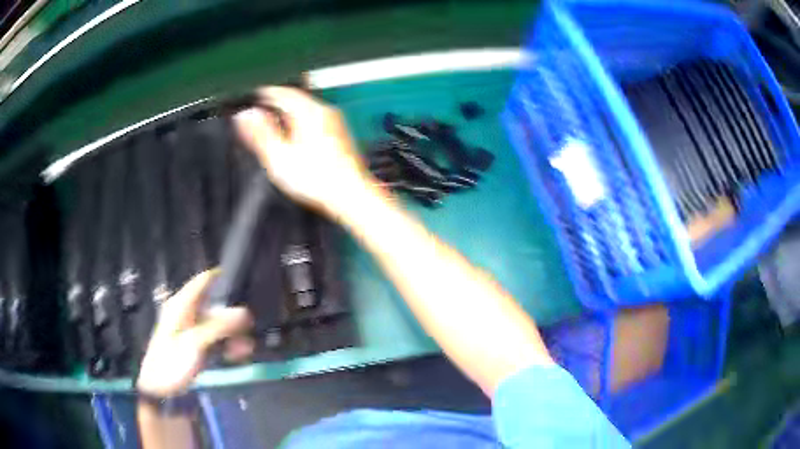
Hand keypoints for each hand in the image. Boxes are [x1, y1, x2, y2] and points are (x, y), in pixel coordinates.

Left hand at [136, 270, 252, 397]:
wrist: (162, 389)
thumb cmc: (172, 361)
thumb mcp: (195, 342)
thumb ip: (219, 327)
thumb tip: (244, 313)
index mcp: (181, 306)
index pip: (203, 282)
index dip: (222, 278)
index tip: (242, 283)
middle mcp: (187, 314)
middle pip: (214, 307)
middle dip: (232, 318)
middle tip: (249, 327)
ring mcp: (192, 332)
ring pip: (217, 326)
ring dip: (232, 335)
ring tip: (245, 348)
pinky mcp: (197, 347)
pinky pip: (216, 341)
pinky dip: (226, 346)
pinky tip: (237, 355)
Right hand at [234, 86, 370, 217]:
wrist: (351, 195)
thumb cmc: (318, 180)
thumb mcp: (279, 157)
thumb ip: (260, 133)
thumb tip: (245, 115)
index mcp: (309, 111)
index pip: (281, 92)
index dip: (263, 94)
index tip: (252, 98)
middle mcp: (325, 111)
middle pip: (295, 99)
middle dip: (275, 105)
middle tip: (259, 112)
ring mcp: (335, 122)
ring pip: (305, 110)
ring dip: (288, 114)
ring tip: (273, 126)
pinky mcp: (339, 134)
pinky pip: (315, 120)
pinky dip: (300, 124)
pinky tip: (294, 139)